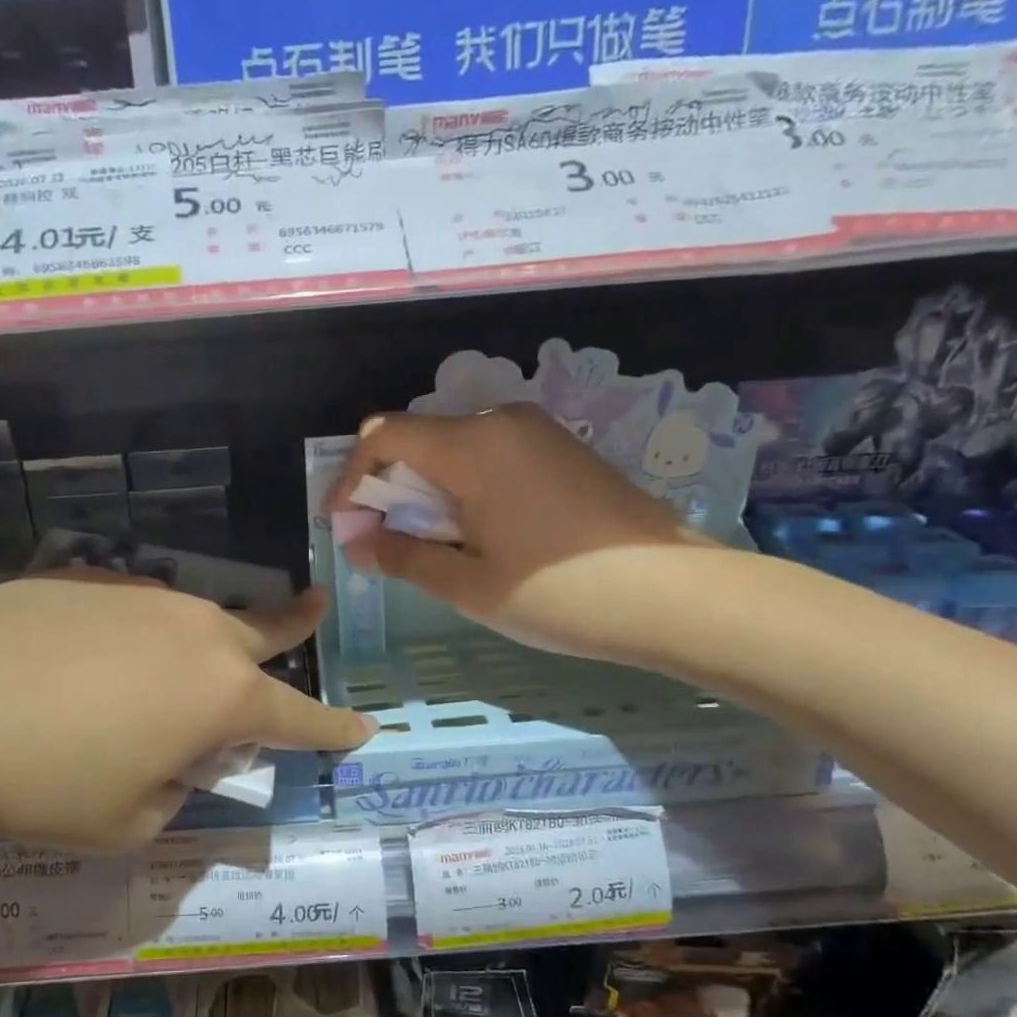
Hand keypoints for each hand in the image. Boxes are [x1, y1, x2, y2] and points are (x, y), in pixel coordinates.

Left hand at [0, 574, 371, 849]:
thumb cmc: (40, 774)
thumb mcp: (122, 822)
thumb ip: (171, 793)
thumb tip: (173, 762)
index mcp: (221, 695)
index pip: (300, 718)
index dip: (334, 730)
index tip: (363, 727)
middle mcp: (197, 632)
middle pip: (265, 630)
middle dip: (296, 626)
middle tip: (316, 609)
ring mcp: (143, 596)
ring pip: (196, 620)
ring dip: (203, 644)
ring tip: (168, 676)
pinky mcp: (89, 579)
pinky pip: (134, 613)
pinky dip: (134, 638)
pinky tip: (86, 663)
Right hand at [326, 404, 708, 660]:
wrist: (673, 595)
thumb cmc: (559, 595)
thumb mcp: (468, 584)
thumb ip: (402, 556)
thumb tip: (358, 543)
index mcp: (473, 446)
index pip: (384, 436)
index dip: (351, 478)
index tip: (342, 525)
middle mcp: (502, 421)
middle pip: (418, 439)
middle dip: (387, 488)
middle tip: (381, 543)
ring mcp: (537, 431)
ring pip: (454, 448)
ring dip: (425, 490)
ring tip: (428, 545)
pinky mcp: (561, 449)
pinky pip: (490, 455)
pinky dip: (462, 487)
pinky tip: (475, 533)